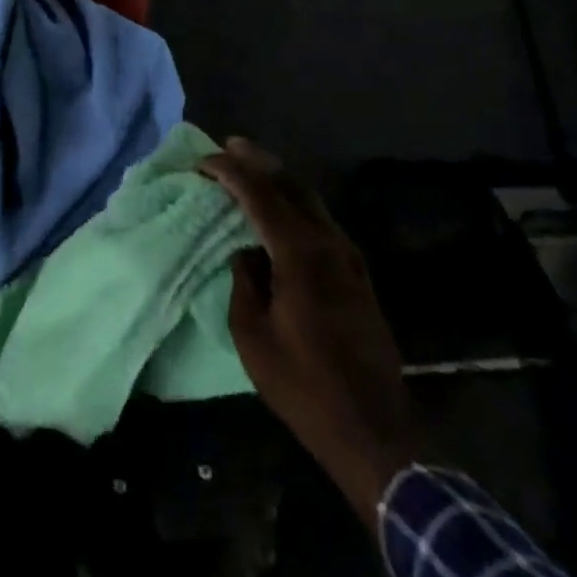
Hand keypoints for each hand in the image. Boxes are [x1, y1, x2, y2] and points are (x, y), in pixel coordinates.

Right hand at [200, 137, 419, 529]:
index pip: (260, 195)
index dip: (229, 172)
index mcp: (300, 254)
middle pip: (291, 186)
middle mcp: (329, 244)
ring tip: (249, 167)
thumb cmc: (303, 385)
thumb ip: (243, 282)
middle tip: (228, 146)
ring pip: (311, 200)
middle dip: (258, 162)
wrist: (373, 430)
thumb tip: (244, 252)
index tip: (202, 162)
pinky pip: (321, 221)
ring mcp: (349, 258)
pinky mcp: (358, 274)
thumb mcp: (252, 334)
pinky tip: (280, 209)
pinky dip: (295, 204)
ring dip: (279, 180)